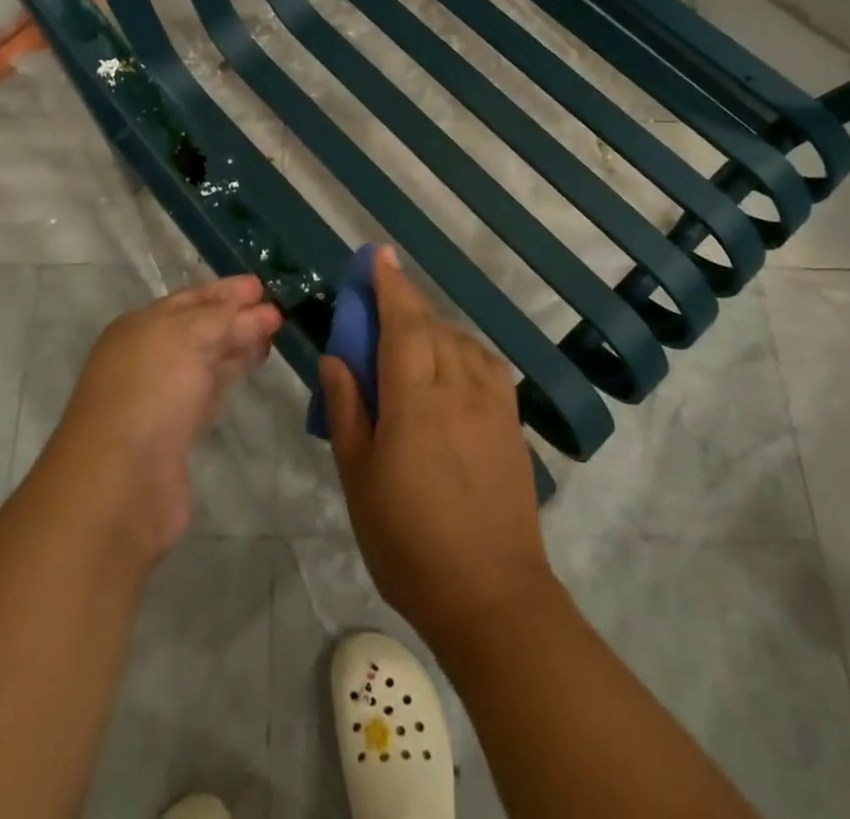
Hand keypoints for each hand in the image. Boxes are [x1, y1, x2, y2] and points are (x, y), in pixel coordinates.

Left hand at [40, 275, 282, 560]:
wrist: (121, 484)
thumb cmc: (151, 394)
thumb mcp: (187, 337)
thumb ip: (223, 317)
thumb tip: (256, 307)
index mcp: (140, 327)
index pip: (190, 299)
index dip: (225, 291)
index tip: (261, 286)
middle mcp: (146, 357)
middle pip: (198, 329)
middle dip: (236, 318)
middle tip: (277, 312)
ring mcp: (159, 396)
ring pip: (205, 360)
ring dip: (236, 347)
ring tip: (271, 338)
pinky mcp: (174, 434)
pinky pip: (207, 392)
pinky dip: (227, 378)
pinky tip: (246, 373)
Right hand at [320, 247, 555, 645]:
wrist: (491, 595)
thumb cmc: (408, 541)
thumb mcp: (359, 478)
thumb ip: (347, 410)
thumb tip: (336, 357)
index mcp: (415, 400)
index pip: (402, 323)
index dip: (390, 285)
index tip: (379, 255)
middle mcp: (458, 388)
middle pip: (431, 326)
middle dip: (405, 304)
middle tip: (380, 305)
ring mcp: (492, 404)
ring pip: (461, 341)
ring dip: (433, 328)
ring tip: (411, 342)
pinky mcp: (513, 423)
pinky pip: (487, 365)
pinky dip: (464, 350)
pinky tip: (453, 367)